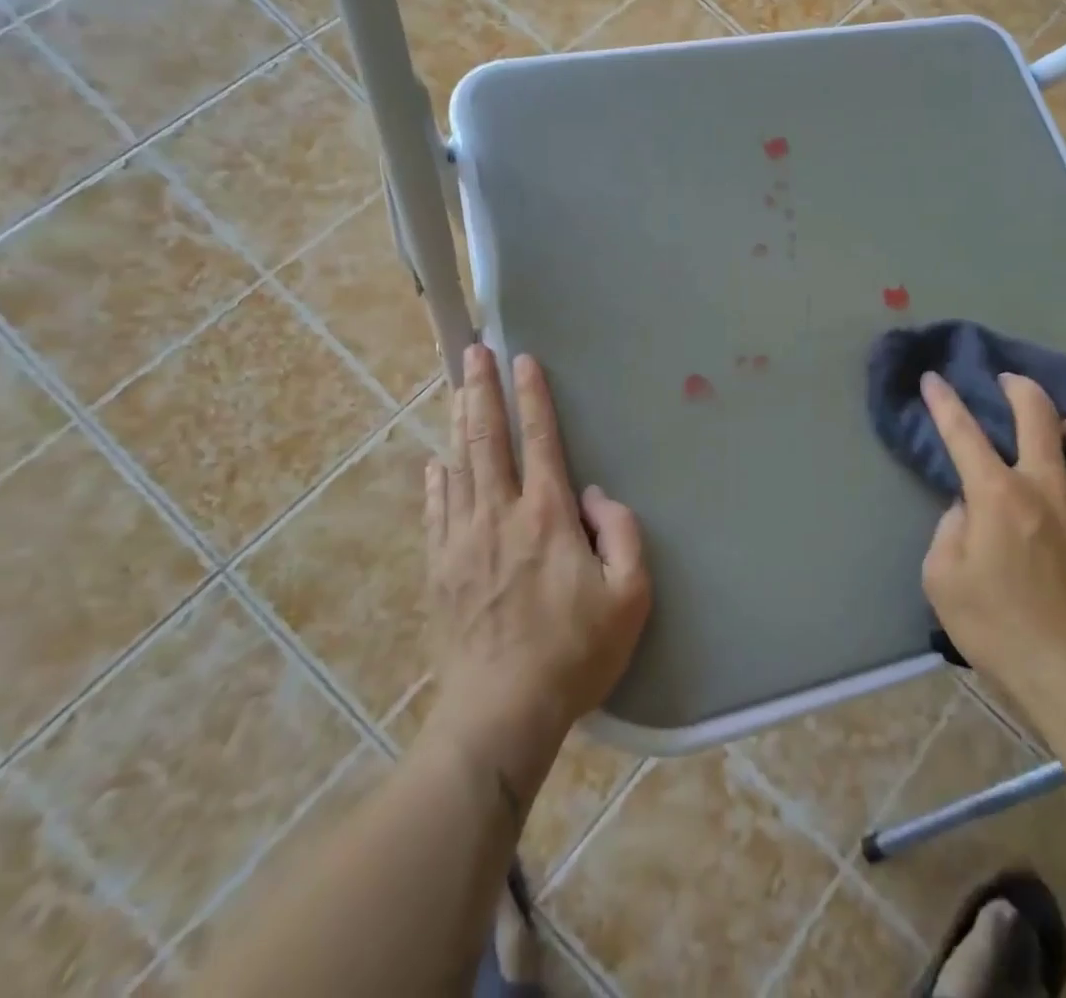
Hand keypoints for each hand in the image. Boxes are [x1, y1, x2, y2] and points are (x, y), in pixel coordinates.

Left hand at [423, 346, 651, 798]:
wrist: (500, 712)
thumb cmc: (574, 653)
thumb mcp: (630, 596)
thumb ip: (623, 534)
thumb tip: (596, 496)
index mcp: (546, 516)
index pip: (539, 440)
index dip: (532, 397)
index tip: (523, 360)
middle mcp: (499, 515)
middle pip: (487, 439)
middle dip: (481, 391)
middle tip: (474, 352)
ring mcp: (462, 540)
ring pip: (458, 466)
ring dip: (458, 423)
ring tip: (456, 388)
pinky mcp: (441, 568)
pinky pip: (437, 509)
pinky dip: (437, 479)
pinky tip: (436, 462)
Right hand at [919, 371, 1065, 714]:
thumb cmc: (1000, 630)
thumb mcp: (942, 581)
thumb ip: (949, 531)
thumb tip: (968, 509)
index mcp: (998, 495)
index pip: (962, 432)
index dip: (943, 401)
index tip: (933, 378)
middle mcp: (1049, 485)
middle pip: (1038, 413)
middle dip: (1018, 387)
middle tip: (1008, 381)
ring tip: (1061, 432)